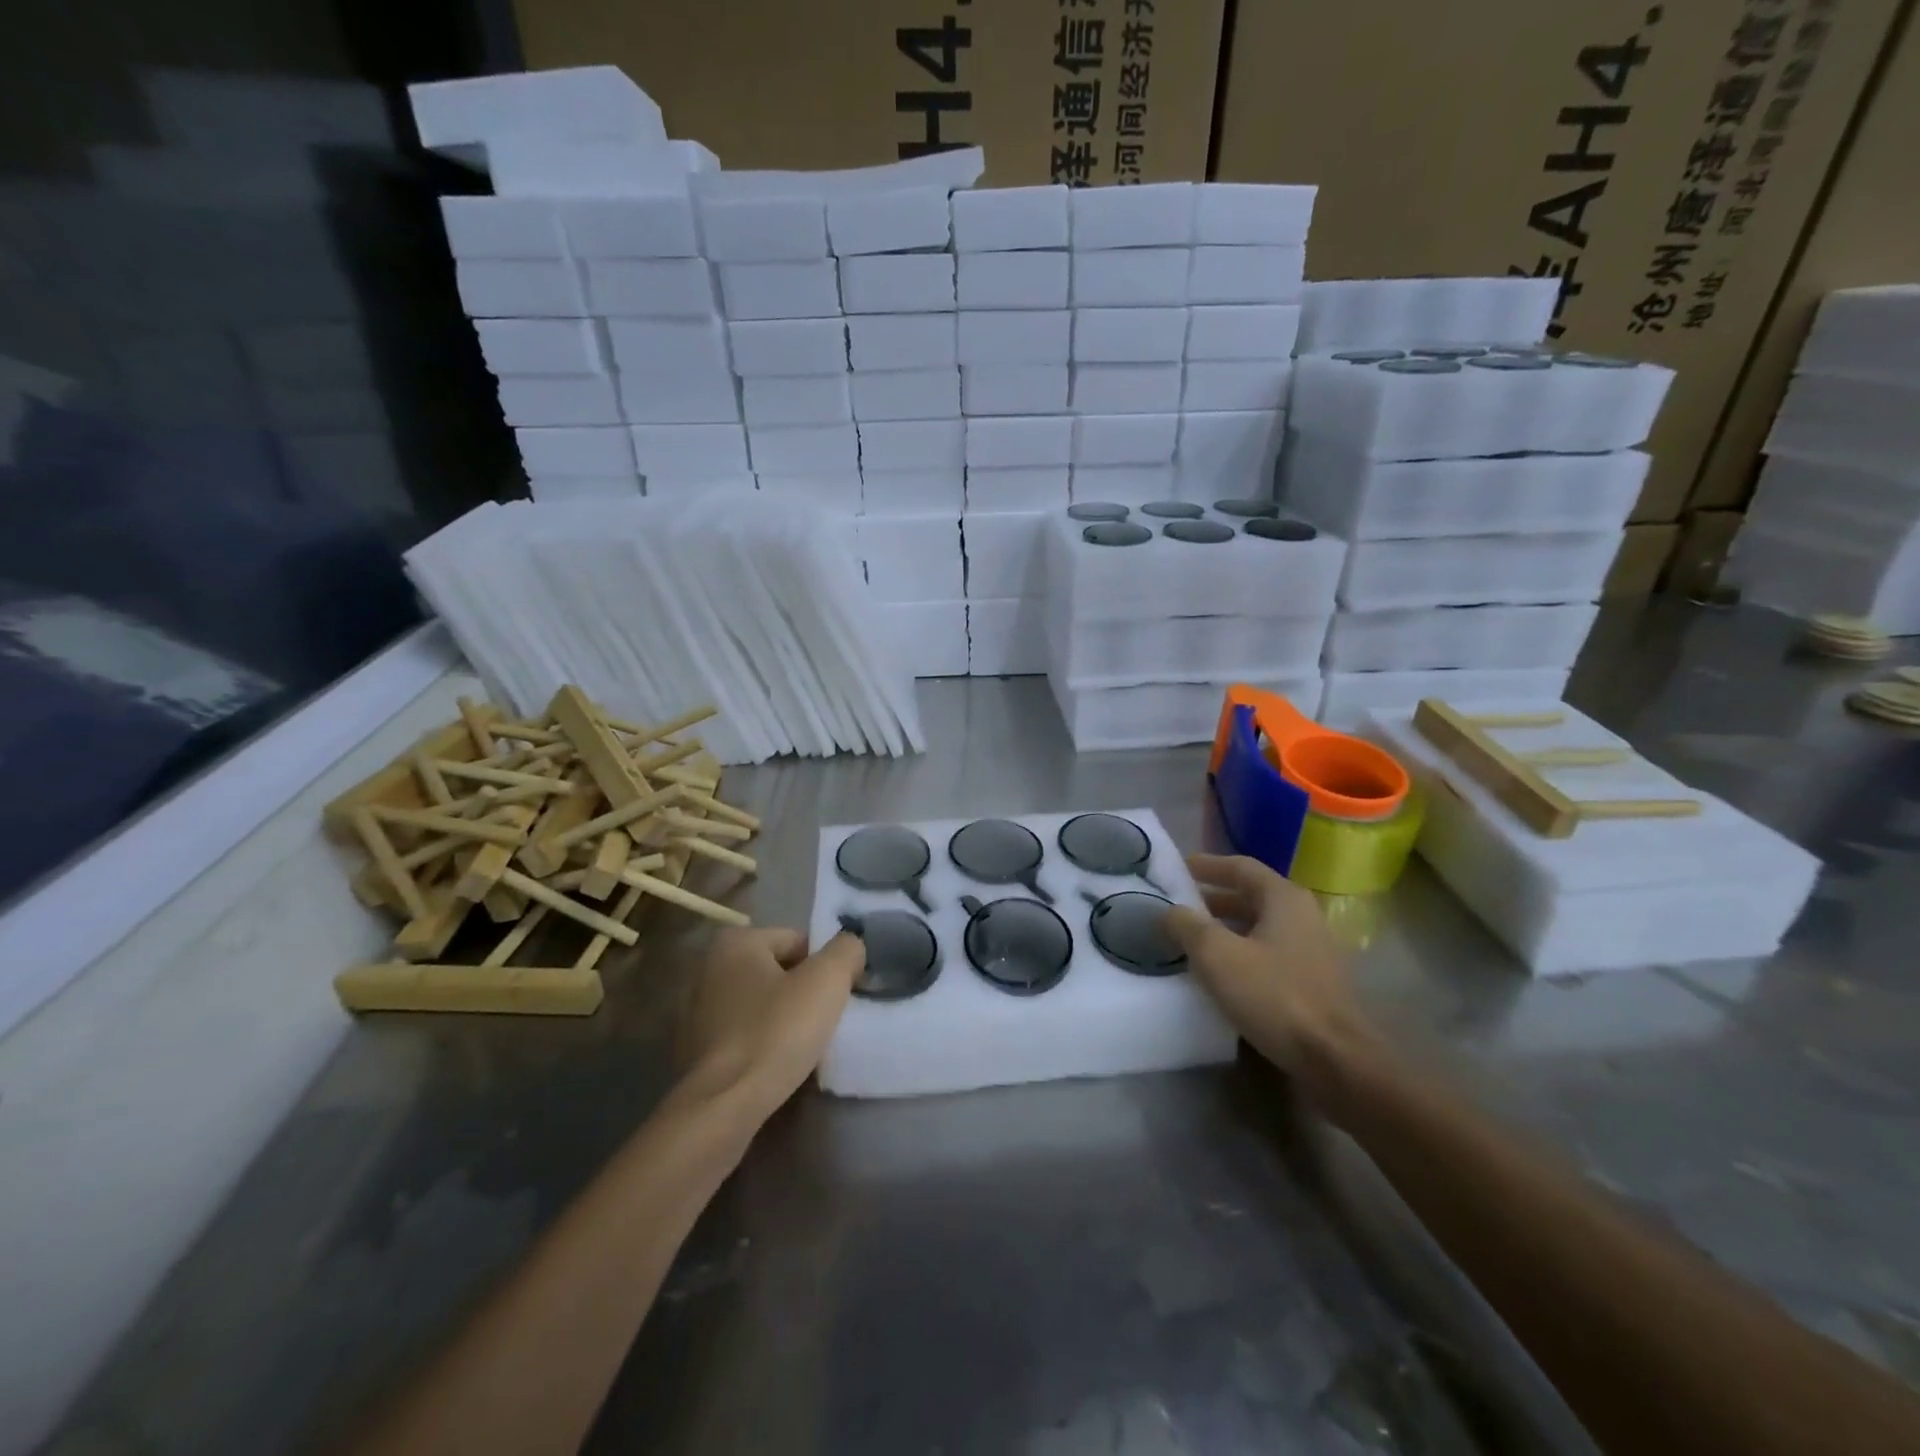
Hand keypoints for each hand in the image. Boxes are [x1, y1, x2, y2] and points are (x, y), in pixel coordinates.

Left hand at [676, 928, 864, 1114]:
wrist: (724, 1106)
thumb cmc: (776, 1032)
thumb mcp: (826, 981)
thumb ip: (846, 950)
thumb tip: (850, 946)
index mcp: (736, 943)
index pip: (798, 941)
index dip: (824, 966)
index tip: (836, 996)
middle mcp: (709, 968)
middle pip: (778, 971)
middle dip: (802, 991)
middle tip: (824, 1019)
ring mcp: (697, 1011)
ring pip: (760, 1004)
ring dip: (782, 1018)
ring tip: (803, 1045)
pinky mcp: (694, 1050)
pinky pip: (743, 1034)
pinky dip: (762, 1042)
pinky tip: (776, 1063)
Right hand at [1163, 854, 1378, 1091]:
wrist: (1335, 1059)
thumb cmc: (1274, 995)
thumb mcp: (1217, 955)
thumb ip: (1187, 925)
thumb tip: (1169, 910)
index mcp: (1284, 898)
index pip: (1241, 867)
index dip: (1208, 865)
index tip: (1179, 868)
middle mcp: (1303, 916)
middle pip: (1252, 896)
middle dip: (1214, 898)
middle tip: (1179, 906)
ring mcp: (1313, 950)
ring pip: (1261, 926)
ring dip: (1227, 927)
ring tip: (1193, 939)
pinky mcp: (1314, 981)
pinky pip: (1270, 953)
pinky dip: (1242, 952)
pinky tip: (1221, 972)